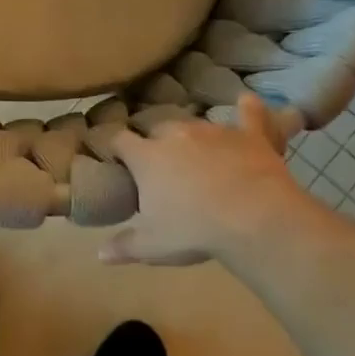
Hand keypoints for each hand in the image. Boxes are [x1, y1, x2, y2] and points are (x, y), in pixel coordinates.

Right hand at [101, 94, 319, 265]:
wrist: (254, 219)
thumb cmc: (193, 231)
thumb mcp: (153, 246)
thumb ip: (124, 246)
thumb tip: (100, 254)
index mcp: (146, 157)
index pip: (119, 141)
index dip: (115, 147)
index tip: (116, 158)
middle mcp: (176, 134)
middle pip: (158, 129)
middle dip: (156, 143)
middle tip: (162, 166)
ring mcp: (214, 131)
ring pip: (196, 124)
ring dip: (193, 137)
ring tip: (198, 153)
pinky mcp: (250, 135)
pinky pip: (249, 115)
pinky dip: (248, 110)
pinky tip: (247, 101)